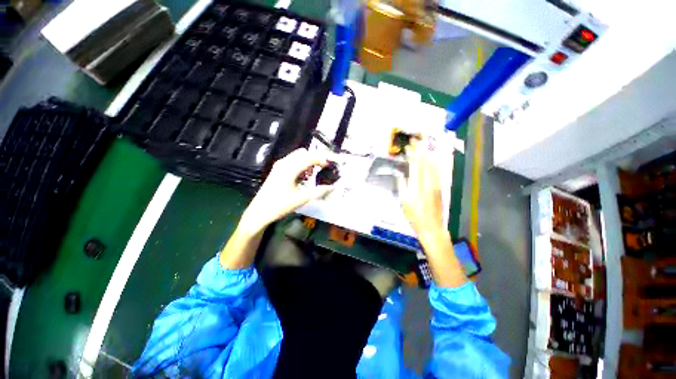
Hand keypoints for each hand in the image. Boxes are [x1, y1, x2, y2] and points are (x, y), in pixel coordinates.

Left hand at [239, 148, 333, 234]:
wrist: (259, 212)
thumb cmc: (279, 206)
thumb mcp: (301, 199)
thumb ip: (318, 191)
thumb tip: (332, 187)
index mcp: (290, 169)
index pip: (310, 157)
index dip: (322, 159)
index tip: (331, 164)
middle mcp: (284, 163)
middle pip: (304, 153)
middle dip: (316, 158)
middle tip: (324, 168)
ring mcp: (279, 166)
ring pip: (298, 156)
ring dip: (308, 161)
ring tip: (314, 173)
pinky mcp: (277, 170)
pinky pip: (292, 161)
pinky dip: (301, 164)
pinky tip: (304, 176)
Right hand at [398, 139, 445, 241]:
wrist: (431, 226)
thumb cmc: (413, 215)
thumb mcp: (403, 200)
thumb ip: (401, 184)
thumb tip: (400, 172)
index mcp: (417, 184)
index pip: (415, 164)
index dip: (412, 153)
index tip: (408, 146)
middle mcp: (428, 181)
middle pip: (425, 161)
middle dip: (420, 149)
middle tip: (416, 140)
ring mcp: (436, 184)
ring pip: (433, 164)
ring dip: (428, 153)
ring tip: (423, 145)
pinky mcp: (440, 187)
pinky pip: (438, 171)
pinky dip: (434, 162)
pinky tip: (432, 158)